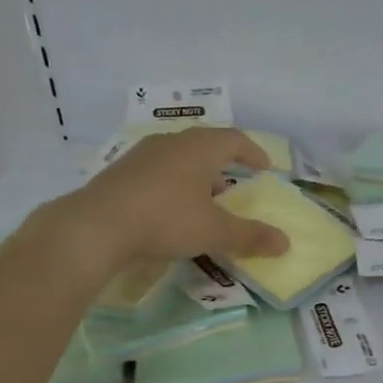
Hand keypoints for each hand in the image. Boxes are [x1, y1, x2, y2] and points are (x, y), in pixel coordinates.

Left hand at [55, 129, 289, 269]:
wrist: (96, 226)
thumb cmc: (166, 219)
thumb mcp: (214, 231)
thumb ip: (250, 236)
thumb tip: (285, 243)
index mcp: (199, 147)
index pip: (234, 139)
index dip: (253, 152)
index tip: (265, 169)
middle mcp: (171, 142)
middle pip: (205, 145)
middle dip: (223, 164)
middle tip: (235, 185)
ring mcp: (141, 155)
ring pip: (178, 158)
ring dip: (196, 176)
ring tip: (203, 201)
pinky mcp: (120, 173)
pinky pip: (157, 172)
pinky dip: (172, 185)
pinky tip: (170, 210)